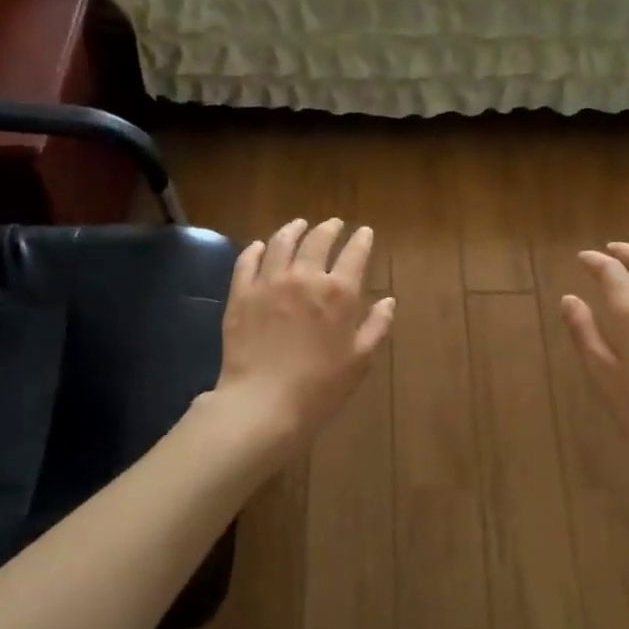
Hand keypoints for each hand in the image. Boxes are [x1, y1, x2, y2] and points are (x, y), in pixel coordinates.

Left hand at [213, 218, 394, 449]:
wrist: (263, 403)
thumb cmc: (320, 387)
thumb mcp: (360, 360)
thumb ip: (376, 326)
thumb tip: (388, 301)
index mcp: (339, 293)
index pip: (355, 254)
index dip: (362, 240)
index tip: (365, 232)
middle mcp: (305, 277)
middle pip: (318, 240)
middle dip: (329, 228)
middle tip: (334, 224)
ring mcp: (269, 283)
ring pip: (281, 242)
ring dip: (293, 229)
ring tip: (299, 225)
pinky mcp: (241, 294)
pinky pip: (247, 261)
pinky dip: (256, 249)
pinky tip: (260, 247)